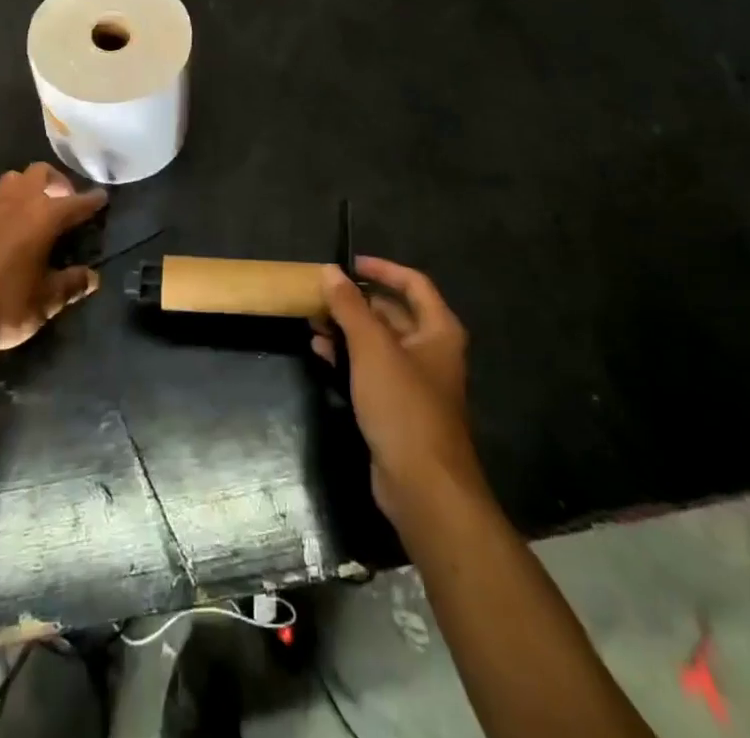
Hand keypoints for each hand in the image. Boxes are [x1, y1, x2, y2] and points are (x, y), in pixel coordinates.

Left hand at [0, 163, 107, 366]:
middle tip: (67, 204)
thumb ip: (73, 284)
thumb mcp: (48, 301)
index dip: (93, 200)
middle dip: (59, 182)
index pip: (76, 202)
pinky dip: (10, 202)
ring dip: (30, 186)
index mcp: (43, 217)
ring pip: (15, 179)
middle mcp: (18, 203)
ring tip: (39, 210)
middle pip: (42, 173)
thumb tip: (92, 278)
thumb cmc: (7, 305)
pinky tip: (12, 226)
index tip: (103, 198)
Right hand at [314, 257, 481, 521]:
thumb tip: (331, 271)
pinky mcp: (396, 408)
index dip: (382, 268)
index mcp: (438, 330)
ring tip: (311, 321)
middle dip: (355, 302)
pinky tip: (319, 352)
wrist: (423, 487)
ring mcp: (414, 381)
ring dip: (346, 329)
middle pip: (392, 312)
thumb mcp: (372, 348)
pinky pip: (370, 370)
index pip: (413, 283)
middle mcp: (430, 351)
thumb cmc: (403, 405)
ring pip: (377, 342)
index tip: (348, 263)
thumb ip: (350, 306)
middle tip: (319, 295)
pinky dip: (347, 357)